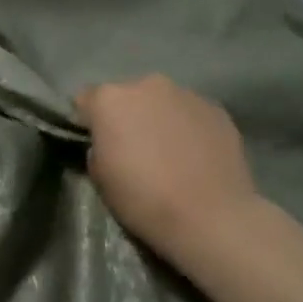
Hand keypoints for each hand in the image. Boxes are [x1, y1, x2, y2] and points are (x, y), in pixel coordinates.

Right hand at [75, 75, 260, 267]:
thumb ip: (98, 146)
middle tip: (134, 147)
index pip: (86, 100)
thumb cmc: (143, 199)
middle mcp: (147, 85)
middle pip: (127, 95)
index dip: (88, 121)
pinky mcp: (217, 109)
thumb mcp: (99, 177)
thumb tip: (111, 142)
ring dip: (159, 119)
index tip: (96, 142)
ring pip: (161, 102)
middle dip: (126, 115)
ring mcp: (186, 94)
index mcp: (110, 99)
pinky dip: (188, 127)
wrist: (210, 216)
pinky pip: (191, 113)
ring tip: (169, 152)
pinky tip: (195, 155)